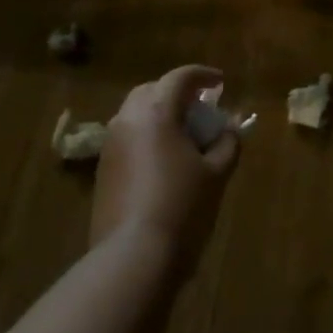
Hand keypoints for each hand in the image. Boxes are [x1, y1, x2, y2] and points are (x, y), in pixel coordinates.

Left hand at [89, 65, 240, 255]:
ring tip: (184, 135)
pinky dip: (147, 137)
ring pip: (135, 115)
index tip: (221, 82)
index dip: (203, 75)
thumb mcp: (216, 173)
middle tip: (200, 107)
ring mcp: (110, 146)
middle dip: (177, 93)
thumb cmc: (182, 207)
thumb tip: (230, 129)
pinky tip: (164, 160)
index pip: (180, 78)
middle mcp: (127, 120)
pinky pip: (127, 139)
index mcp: (156, 112)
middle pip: (152, 91)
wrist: (132, 257)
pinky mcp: (102, 171)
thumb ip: (227, 143)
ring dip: (160, 115)